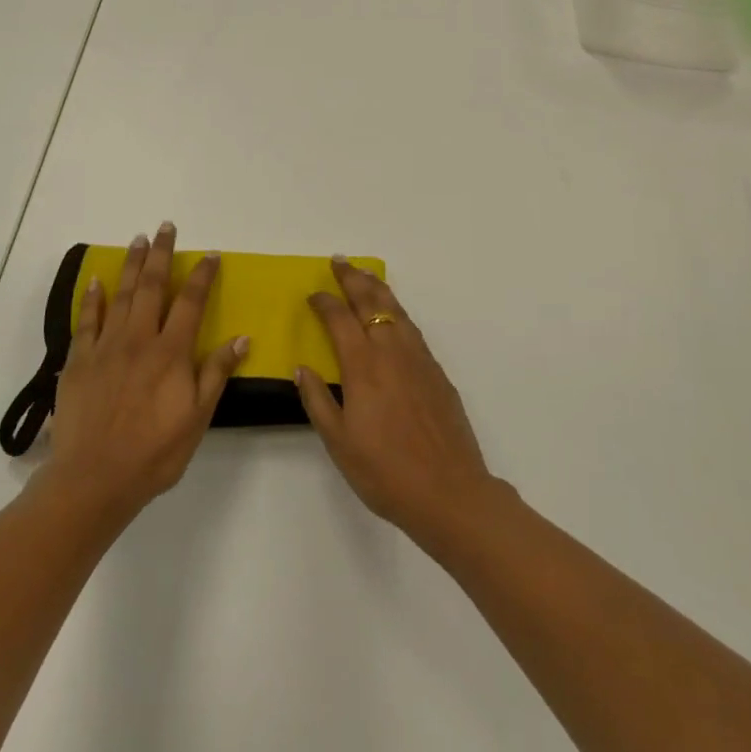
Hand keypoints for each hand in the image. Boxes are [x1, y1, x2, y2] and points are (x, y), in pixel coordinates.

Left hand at [43, 223, 247, 521]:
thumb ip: (216, 373)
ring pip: (120, 295)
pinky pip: (86, 321)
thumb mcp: (198, 417)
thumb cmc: (154, 452)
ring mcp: (105, 347)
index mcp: (171, 353)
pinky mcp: (79, 361)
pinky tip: (95, 281)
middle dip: (161, 255)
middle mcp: (139, 340)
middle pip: (152, 287)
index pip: (191, 303)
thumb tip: (241, 338)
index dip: (202, 276)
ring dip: (130, 265)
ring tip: (137, 240)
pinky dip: (91, 299)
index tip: (210, 254)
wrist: (94, 478)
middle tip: (165, 227)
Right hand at [296, 258, 502, 549]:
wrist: (449, 491)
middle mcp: (392, 352)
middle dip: (353, 278)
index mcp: (363, 366)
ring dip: (378, 289)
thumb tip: (301, 368)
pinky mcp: (437, 372)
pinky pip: (413, 328)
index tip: (313, 294)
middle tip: (339, 261)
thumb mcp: (339, 442)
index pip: (340, 319)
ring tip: (366, 275)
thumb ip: (317, 401)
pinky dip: (398, 311)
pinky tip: (394, 316)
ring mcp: (419, 359)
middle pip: (371, 302)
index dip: (325, 302)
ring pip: (396, 310)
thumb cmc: (385, 471)